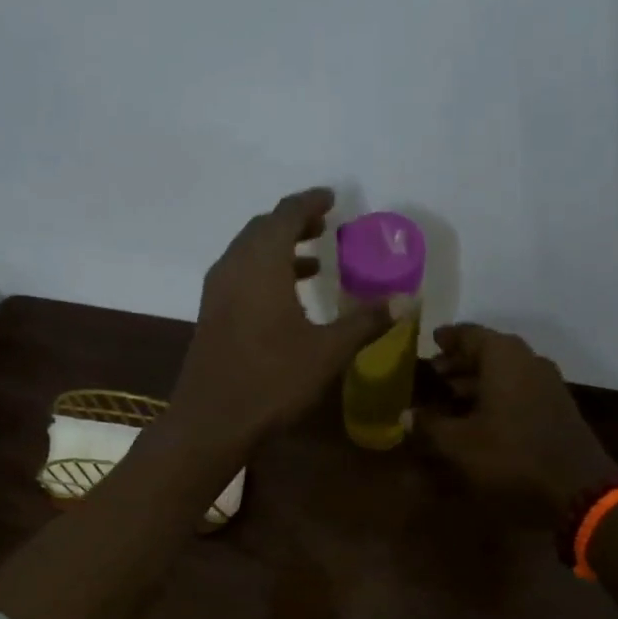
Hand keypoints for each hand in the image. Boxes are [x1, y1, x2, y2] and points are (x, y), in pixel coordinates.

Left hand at [168, 188, 389, 455]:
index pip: (286, 214)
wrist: (212, 421)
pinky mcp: (211, 314)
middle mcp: (234, 267)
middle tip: (324, 226)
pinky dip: (264, 272)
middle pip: (263, 228)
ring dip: (279, 249)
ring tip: (313, 261)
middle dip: (294, 222)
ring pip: (248, 253)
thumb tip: (406, 299)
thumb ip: (366, 321)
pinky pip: (240, 275)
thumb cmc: (272, 381)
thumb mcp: (327, 352)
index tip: (332, 198)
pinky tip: (286, 299)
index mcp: (262, 263)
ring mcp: (217, 291)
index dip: (310, 202)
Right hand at [416, 324, 615, 523]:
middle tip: (434, 371)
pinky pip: (518, 389)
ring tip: (450, 394)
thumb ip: (429, 425)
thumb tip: (406, 415)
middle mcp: (528, 361)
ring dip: (477, 380)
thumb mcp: (459, 444)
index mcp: (504, 357)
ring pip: (505, 372)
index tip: (430, 340)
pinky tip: (479, 414)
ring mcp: (547, 384)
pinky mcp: (556, 407)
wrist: (577, 488)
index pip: (470, 334)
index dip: (447, 338)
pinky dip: (495, 394)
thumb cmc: (511, 456)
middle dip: (460, 361)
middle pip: (489, 351)